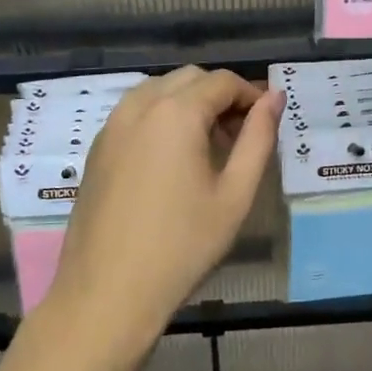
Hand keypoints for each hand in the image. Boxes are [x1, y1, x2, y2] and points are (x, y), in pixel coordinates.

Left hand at [44, 68, 281, 350]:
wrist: (107, 292)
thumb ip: (258, 139)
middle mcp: (139, 106)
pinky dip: (161, 118)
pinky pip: (135, 113)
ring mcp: (112, 126)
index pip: (222, 81)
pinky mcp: (97, 148)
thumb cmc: (182, 246)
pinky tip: (172, 160)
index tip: (266, 125)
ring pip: (158, 90)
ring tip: (208, 148)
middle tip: (240, 138)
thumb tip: (274, 98)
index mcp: (176, 112)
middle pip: (189, 78)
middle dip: (220, 96)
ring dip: (189, 104)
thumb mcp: (235, 195)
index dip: (251, 96)